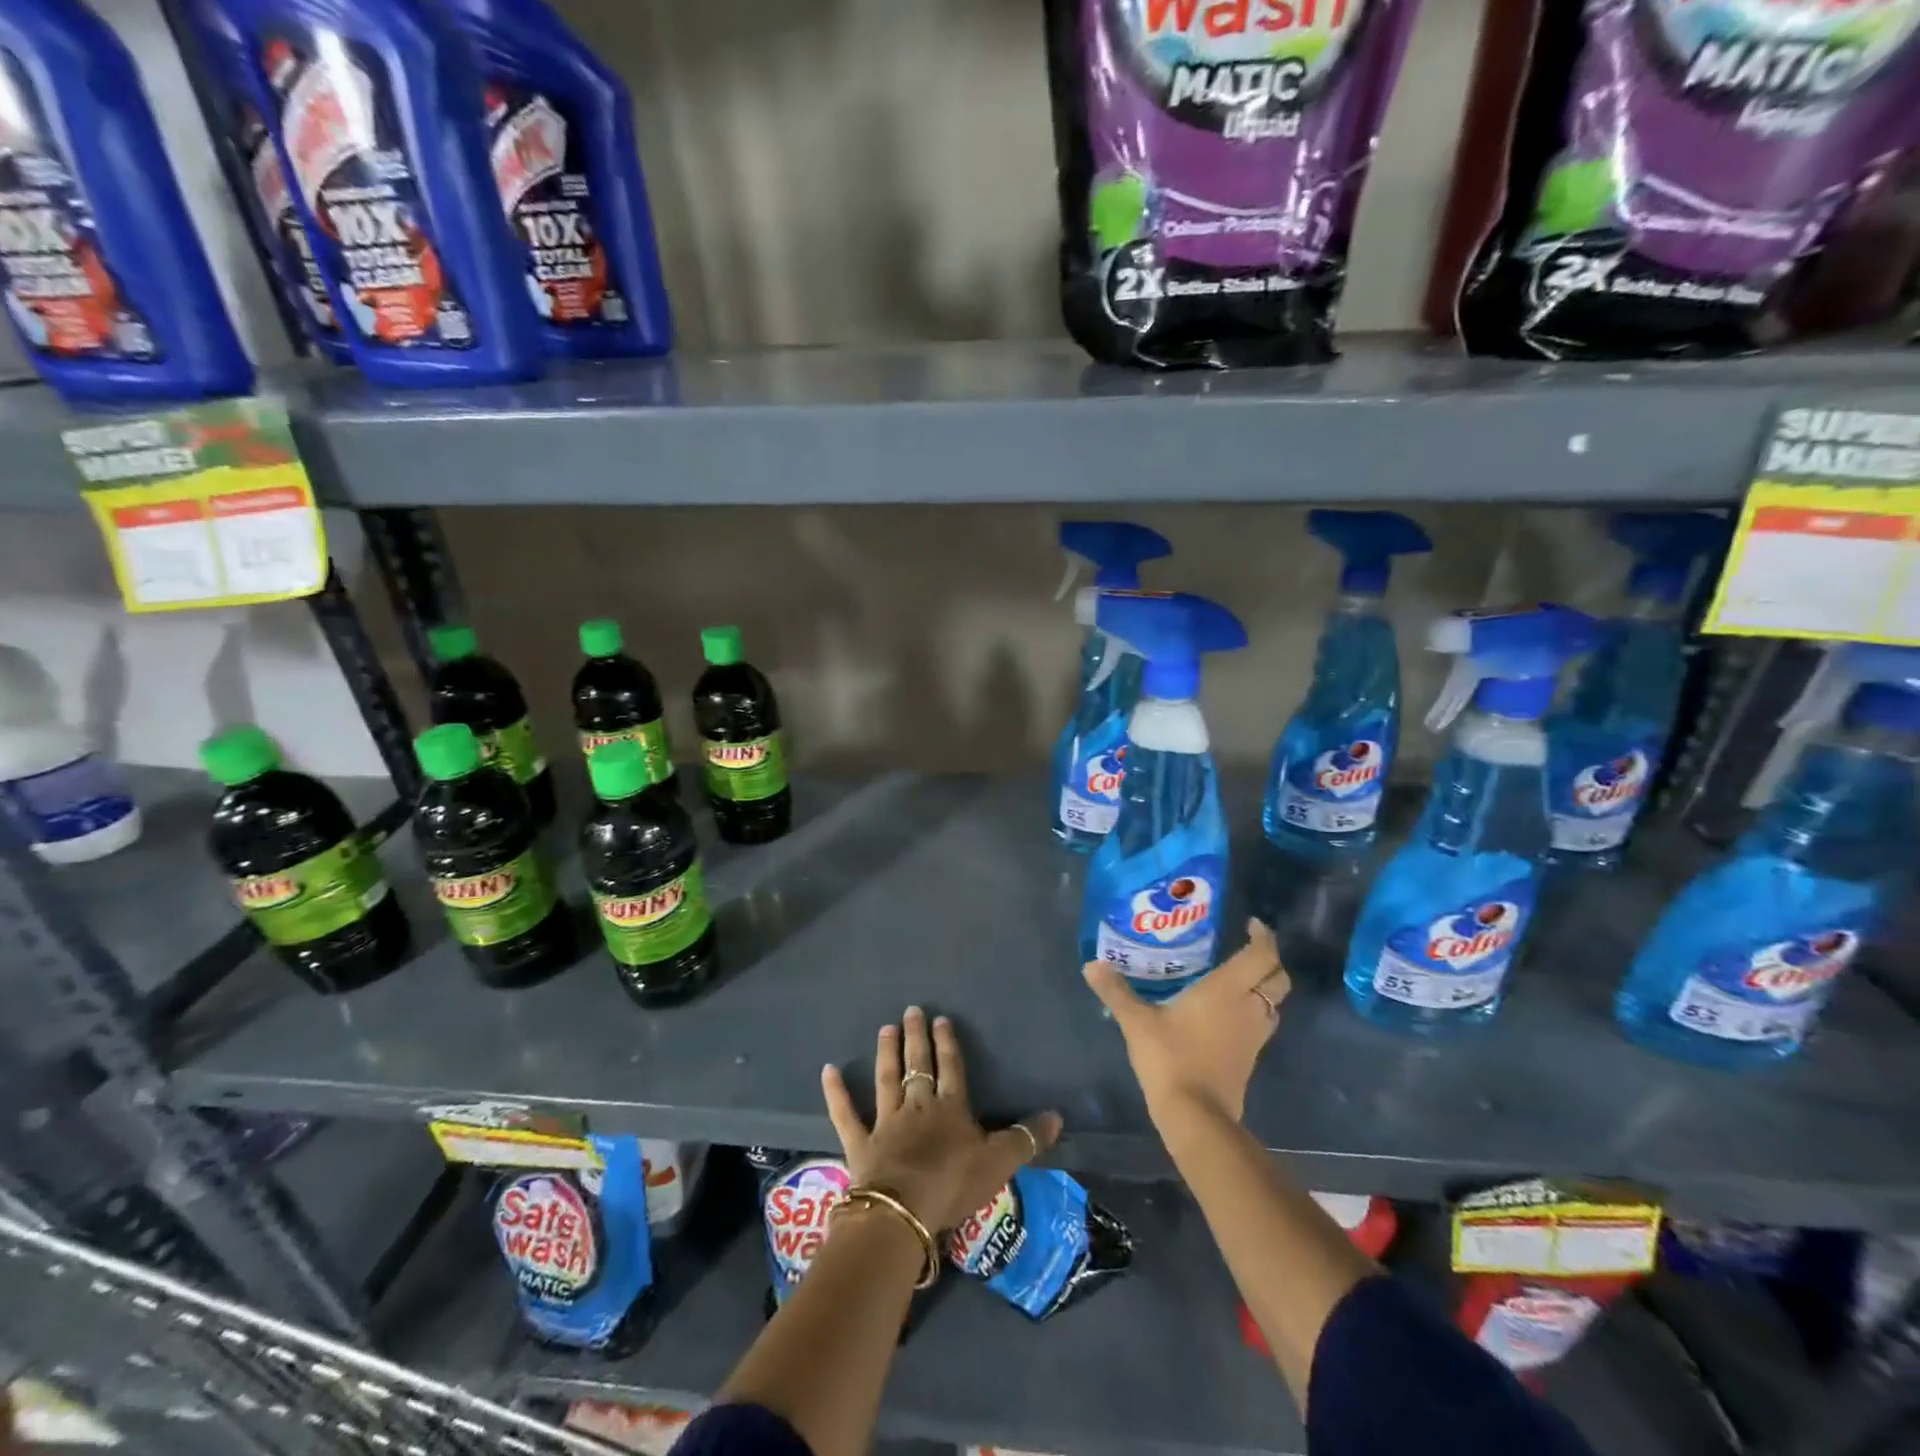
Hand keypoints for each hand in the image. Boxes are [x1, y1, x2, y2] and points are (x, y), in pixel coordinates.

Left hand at [821, 1006, 1062, 1231]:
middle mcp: (918, 1106)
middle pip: (918, 1065)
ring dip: (886, 1053)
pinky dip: (837, 1092)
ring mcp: (886, 1122)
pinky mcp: (861, 1143)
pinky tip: (828, 1070)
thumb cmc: (953, 1183)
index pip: (951, 1068)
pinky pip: (846, 1114)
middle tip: (911, 1011)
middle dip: (916, 1038)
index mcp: (950, 1108)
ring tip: (885, 1028)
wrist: (904, 1210)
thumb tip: (1058, 1115)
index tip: (941, 1019)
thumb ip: (1026, 1138)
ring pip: (886, 1079)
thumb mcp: (1000, 1162)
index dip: (948, 1043)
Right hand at [1084, 918, 1288, 1125]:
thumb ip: (1116, 991)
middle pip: (1278, 978)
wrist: (1196, 1115)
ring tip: (1236, 979)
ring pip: (1274, 1003)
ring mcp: (1254, 1036)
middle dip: (1269, 960)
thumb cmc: (1170, 1058)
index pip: (1262, 955)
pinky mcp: (1250, 1058)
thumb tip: (1092, 964)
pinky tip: (1227, 1012)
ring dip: (1263, 987)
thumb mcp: (1137, 1021)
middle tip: (1244, 950)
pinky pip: (1262, 1023)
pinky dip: (1254, 1010)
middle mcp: (1249, 1008)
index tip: (1250, 925)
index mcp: (1227, 990)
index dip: (1263, 937)